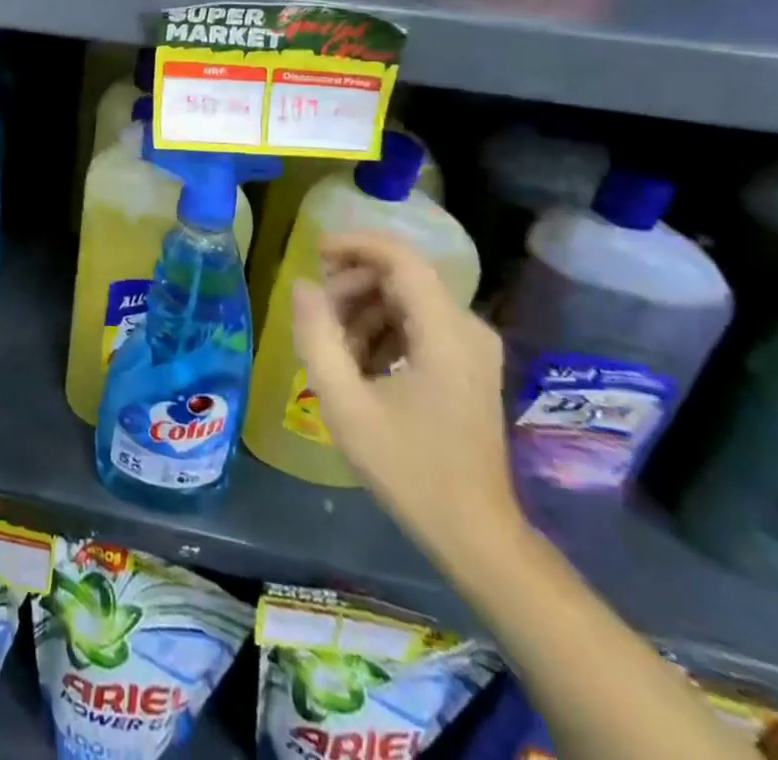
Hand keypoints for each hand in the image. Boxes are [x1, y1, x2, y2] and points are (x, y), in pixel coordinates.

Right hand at [290, 231, 519, 567]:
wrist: (475, 534)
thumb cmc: (409, 469)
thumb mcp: (346, 404)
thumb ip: (317, 337)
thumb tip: (302, 285)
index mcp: (446, 333)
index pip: (401, 258)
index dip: (355, 244)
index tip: (314, 253)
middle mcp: (468, 329)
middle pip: (401, 277)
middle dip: (351, 284)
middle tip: (316, 314)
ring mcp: (472, 348)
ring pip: (406, 299)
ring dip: (363, 310)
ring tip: (332, 346)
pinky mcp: (468, 366)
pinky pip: (418, 324)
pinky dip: (382, 330)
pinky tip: (358, 363)